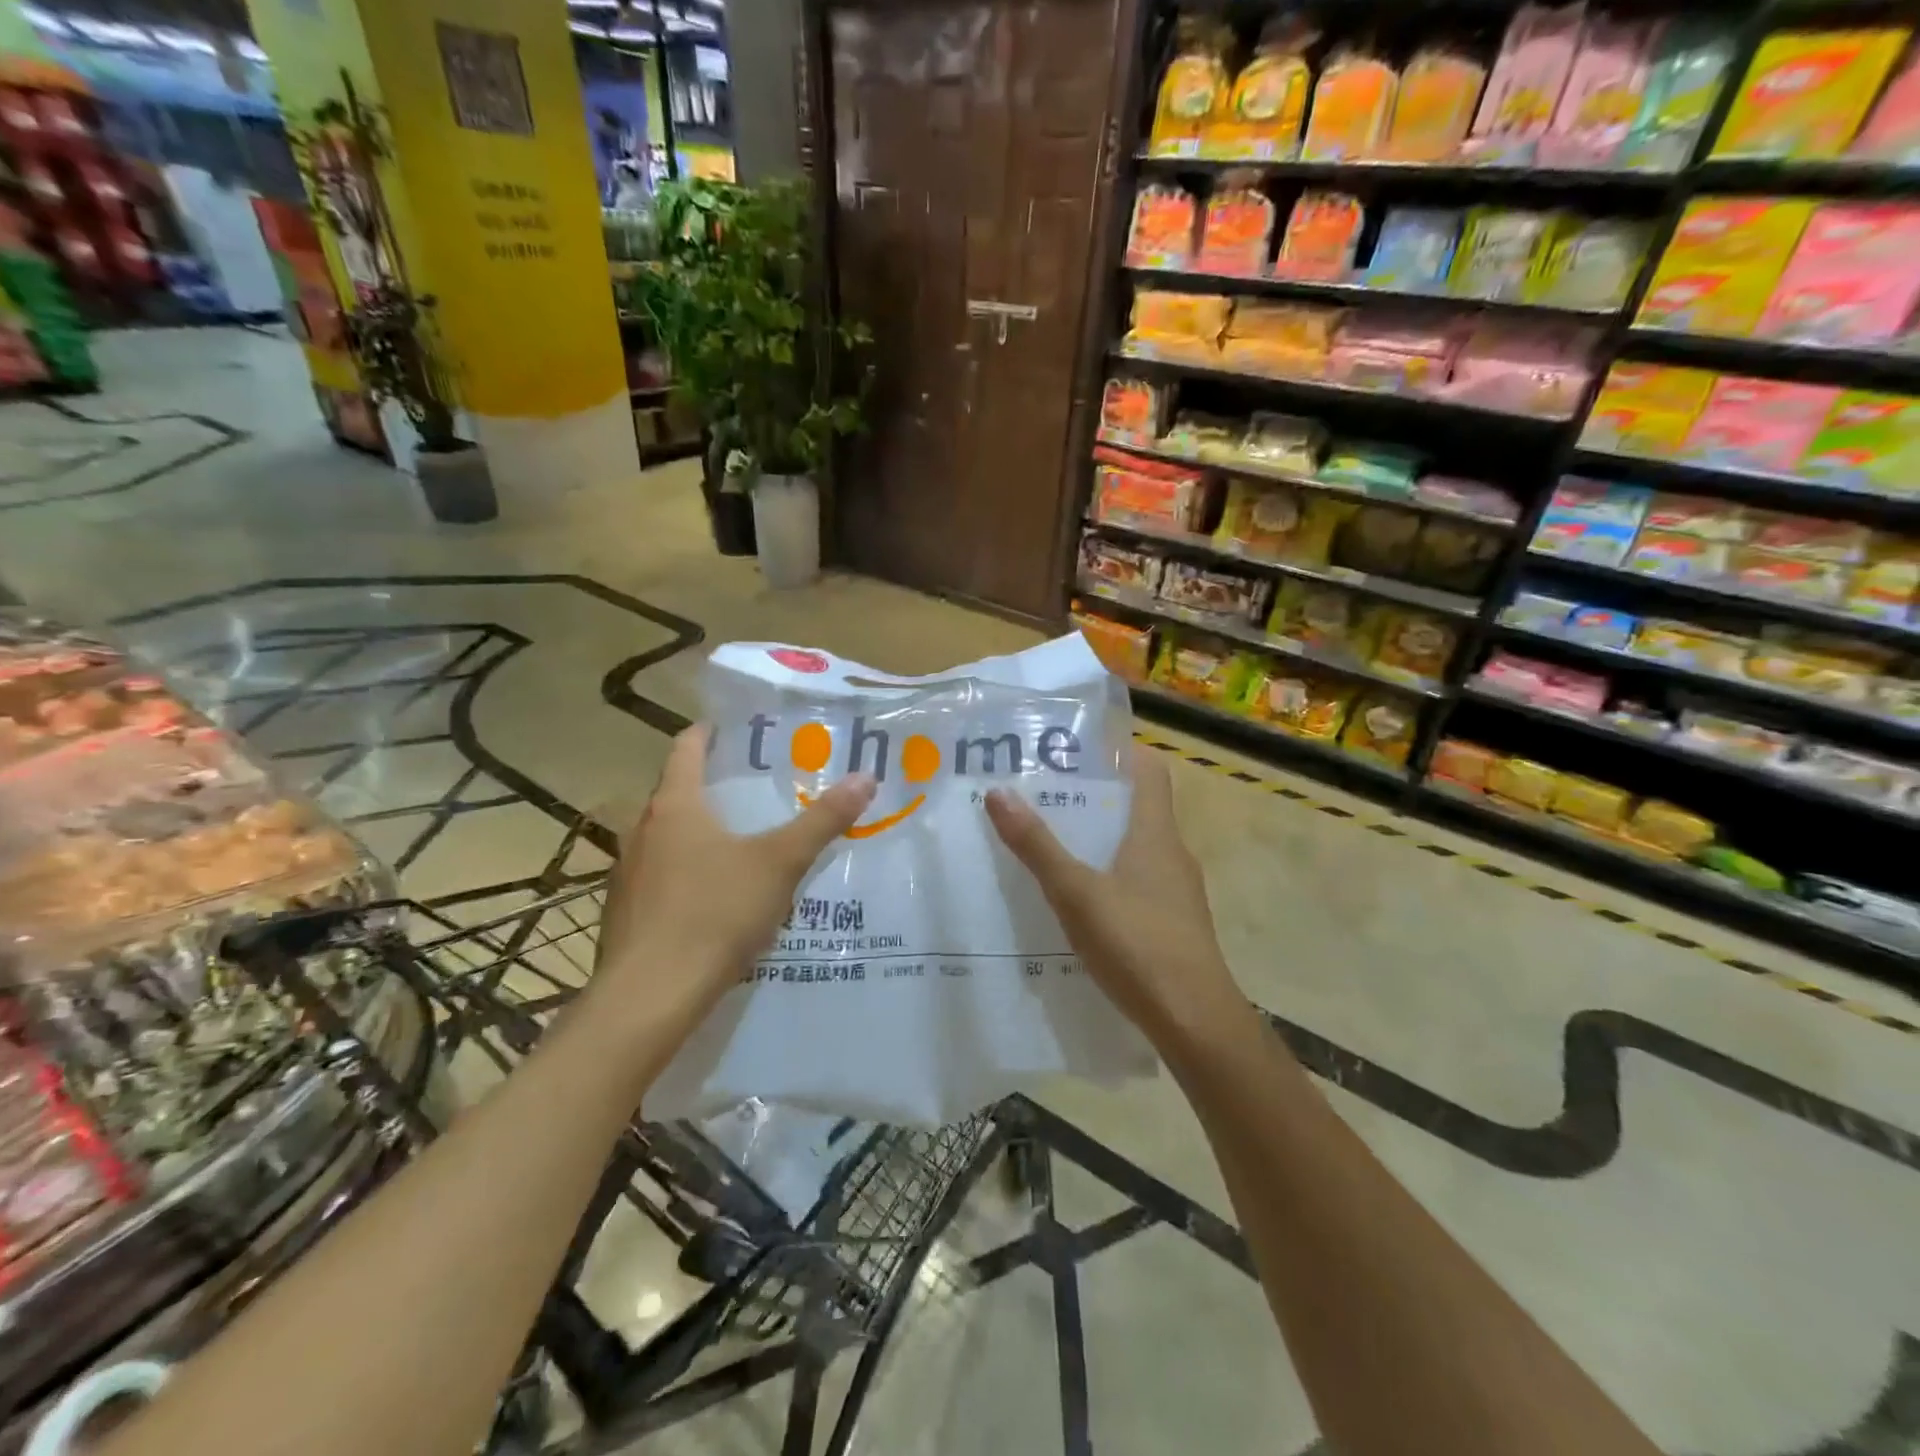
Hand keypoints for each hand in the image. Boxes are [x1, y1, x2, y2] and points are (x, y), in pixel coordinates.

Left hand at [594, 725, 875, 1026]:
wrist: (650, 996)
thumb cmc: (715, 913)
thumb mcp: (780, 863)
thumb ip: (822, 820)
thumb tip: (865, 778)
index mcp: (674, 806)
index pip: (686, 748)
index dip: (708, 733)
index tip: (734, 728)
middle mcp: (642, 831)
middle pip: (676, 793)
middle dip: (712, 786)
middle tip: (754, 787)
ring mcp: (626, 874)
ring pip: (665, 838)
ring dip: (696, 833)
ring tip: (739, 842)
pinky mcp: (623, 914)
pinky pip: (658, 878)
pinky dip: (684, 874)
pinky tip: (713, 899)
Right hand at [985, 747, 1247, 1051]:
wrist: (1195, 1020)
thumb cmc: (1137, 943)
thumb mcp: (1076, 893)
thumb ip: (1037, 846)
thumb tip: (998, 793)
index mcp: (1156, 833)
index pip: (1150, 770)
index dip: (1121, 753)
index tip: (1078, 750)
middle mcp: (1173, 854)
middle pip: (1137, 809)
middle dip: (1094, 800)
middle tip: (1045, 797)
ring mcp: (1177, 892)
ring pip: (1136, 850)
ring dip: (1099, 842)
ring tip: (1052, 846)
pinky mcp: (1174, 925)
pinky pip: (1138, 885)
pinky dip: (1109, 879)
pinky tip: (1078, 904)